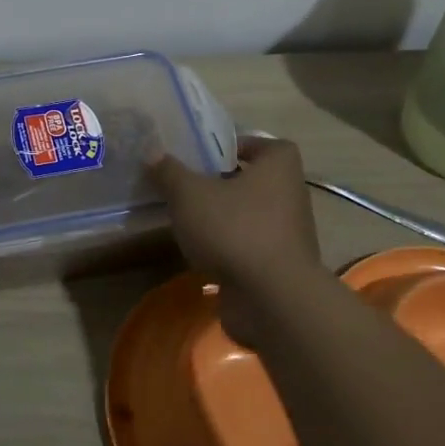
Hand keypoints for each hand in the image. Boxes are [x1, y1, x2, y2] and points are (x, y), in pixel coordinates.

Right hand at [148, 135, 323, 344]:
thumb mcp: (189, 194)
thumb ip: (169, 171)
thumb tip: (152, 152)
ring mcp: (288, 236)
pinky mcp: (279, 268)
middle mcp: (291, 197)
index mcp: (279, 169)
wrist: (271, 299)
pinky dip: (230, 247)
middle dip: (225, 183)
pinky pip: (250, 246)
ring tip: (190, 219)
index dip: (242, 146)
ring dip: (225, 217)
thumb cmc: (234, 229)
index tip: (211, 155)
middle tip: (190, 184)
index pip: (269, 146)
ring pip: (252, 216)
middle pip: (257, 181)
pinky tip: (201, 252)